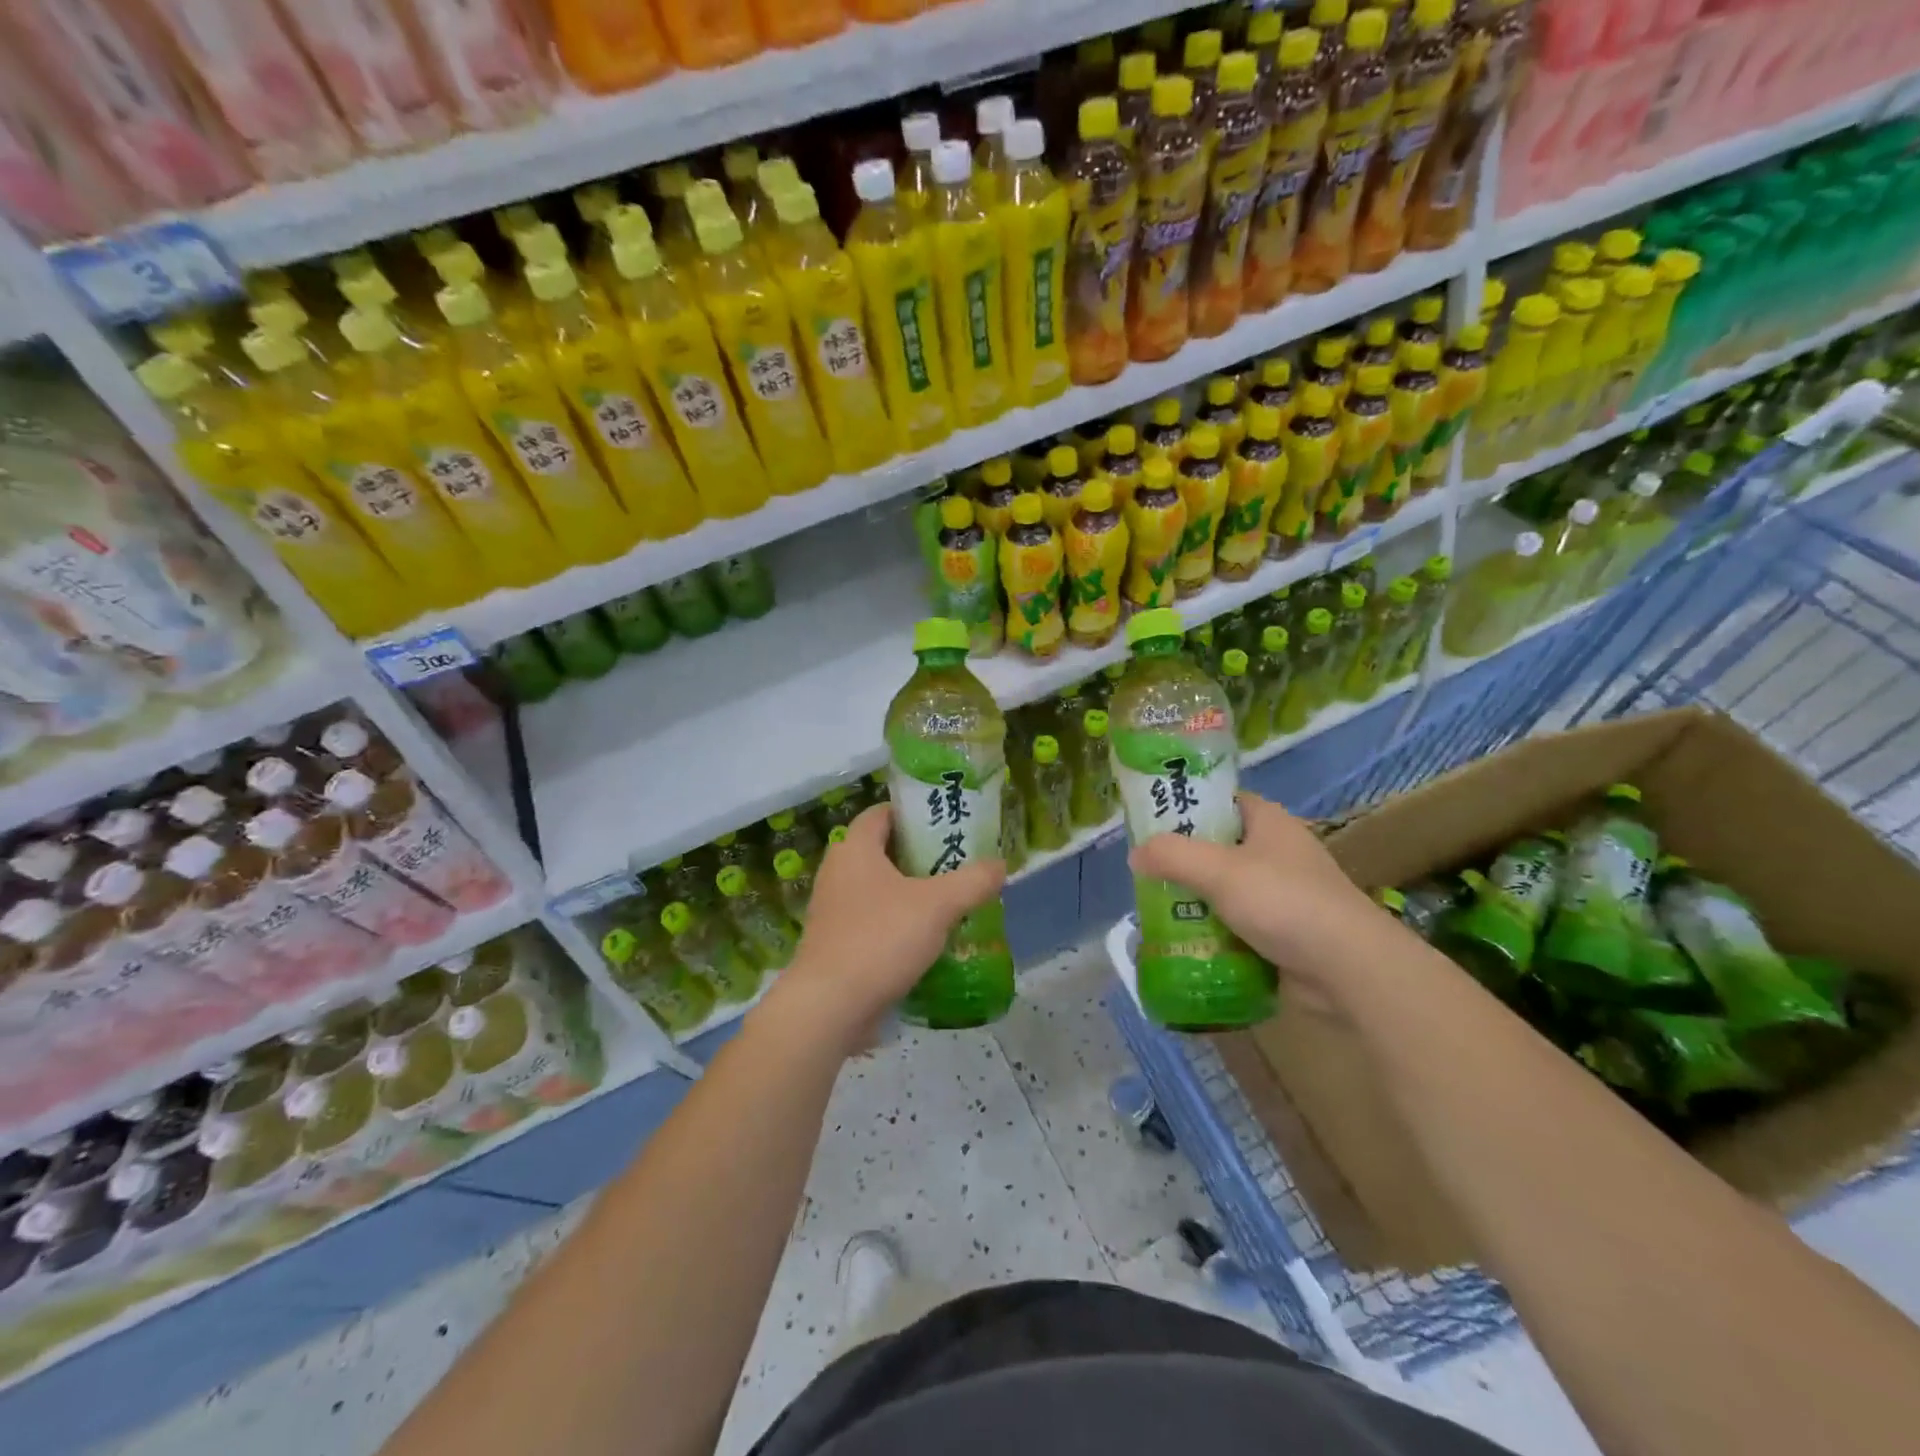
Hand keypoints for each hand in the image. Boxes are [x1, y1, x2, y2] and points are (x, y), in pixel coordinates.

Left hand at [769, 804, 1004, 1052]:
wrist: (829, 1007)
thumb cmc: (881, 939)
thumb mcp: (938, 905)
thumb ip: (973, 881)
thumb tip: (1001, 865)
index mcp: (855, 848)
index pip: (884, 812)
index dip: (915, 811)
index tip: (947, 822)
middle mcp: (838, 871)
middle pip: (884, 850)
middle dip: (921, 856)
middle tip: (958, 863)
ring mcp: (833, 909)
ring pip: (880, 889)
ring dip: (912, 893)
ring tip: (951, 901)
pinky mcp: (835, 943)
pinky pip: (873, 921)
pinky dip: (899, 923)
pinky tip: (929, 940)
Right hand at [1128, 793, 1384, 1005]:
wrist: (1348, 971)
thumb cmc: (1284, 902)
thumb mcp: (1218, 871)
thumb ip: (1171, 856)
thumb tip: (1135, 855)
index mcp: (1268, 822)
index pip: (1221, 801)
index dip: (1186, 807)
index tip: (1150, 824)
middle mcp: (1277, 852)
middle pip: (1218, 848)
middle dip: (1183, 862)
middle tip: (1146, 875)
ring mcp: (1283, 894)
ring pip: (1226, 890)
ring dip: (1195, 902)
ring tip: (1156, 913)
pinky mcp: (1284, 933)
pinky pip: (1238, 925)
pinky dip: (1214, 932)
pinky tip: (1186, 943)